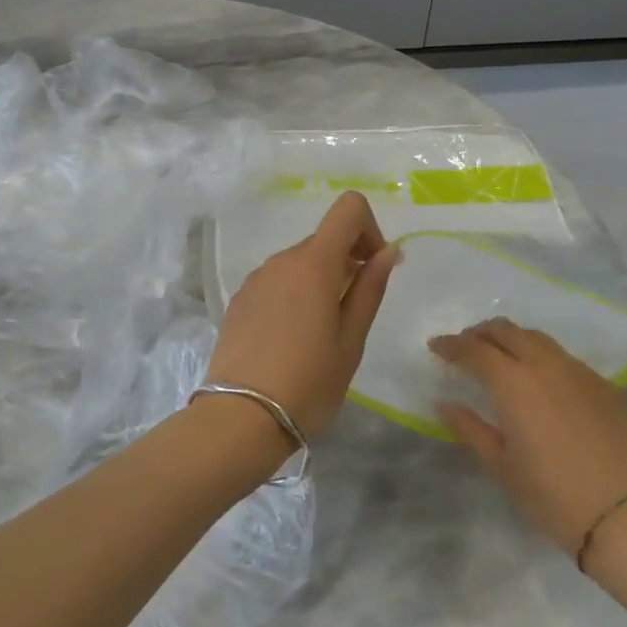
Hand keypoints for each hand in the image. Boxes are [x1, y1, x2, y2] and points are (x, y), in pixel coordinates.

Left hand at [208, 192, 399, 441]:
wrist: (241, 417)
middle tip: (352, 313)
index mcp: (313, 263)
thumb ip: (370, 288)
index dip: (369, 230)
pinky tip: (291, 339)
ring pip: (299, 263)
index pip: (348, 208)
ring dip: (319, 281)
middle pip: (324, 239)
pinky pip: (277, 282)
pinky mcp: (239, 300)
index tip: (371, 270)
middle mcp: (281, 260)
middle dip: (347, 263)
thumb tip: (387, 251)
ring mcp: (255, 279)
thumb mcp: (351, 339)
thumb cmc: (309, 382)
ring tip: (320, 333)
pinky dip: (294, 295)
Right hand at [429, 318, 626, 554]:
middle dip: (481, 333)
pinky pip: (565, 359)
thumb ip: (469, 428)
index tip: (436, 347)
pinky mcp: (605, 386)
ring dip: (513, 340)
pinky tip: (541, 383)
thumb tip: (446, 404)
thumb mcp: (500, 465)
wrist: (624, 515)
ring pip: (539, 339)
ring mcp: (580, 372)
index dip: (451, 345)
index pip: (475, 349)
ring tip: (501, 358)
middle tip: (466, 347)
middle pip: (507, 331)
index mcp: (514, 382)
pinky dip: (542, 359)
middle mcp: (546, 365)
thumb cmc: (551, 495)